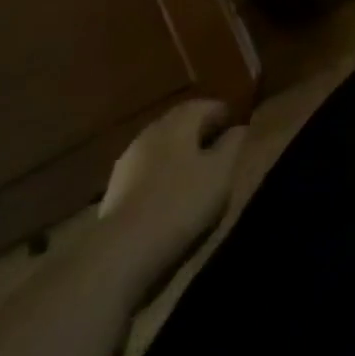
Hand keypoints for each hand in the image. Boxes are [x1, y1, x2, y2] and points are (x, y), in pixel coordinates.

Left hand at [98, 97, 244, 293]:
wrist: (121, 250)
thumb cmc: (181, 203)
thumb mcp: (221, 172)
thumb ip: (232, 144)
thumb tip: (238, 128)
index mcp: (178, 123)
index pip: (204, 105)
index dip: (223, 113)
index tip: (237, 126)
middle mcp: (151, 132)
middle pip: (180, 123)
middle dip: (200, 131)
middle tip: (220, 148)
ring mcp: (129, 160)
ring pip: (162, 146)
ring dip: (180, 153)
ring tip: (197, 173)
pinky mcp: (116, 187)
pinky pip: (148, 169)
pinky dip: (163, 172)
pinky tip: (171, 193)